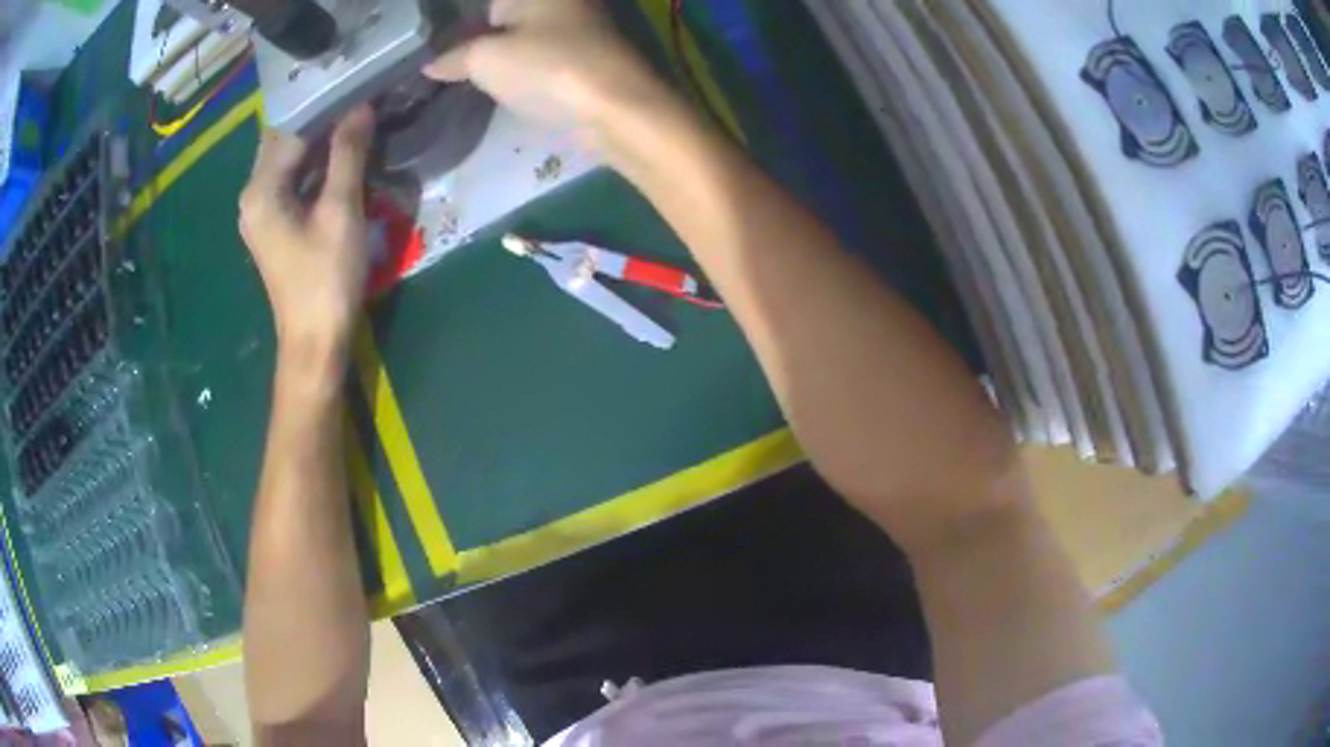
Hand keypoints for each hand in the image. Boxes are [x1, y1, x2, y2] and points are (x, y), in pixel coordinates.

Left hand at [239, 106, 375, 369]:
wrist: (314, 342)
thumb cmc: (325, 278)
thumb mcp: (340, 211)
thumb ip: (348, 154)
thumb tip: (361, 105)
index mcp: (260, 190)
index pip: (290, 128)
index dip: (324, 105)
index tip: (358, 87)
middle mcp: (253, 197)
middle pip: (284, 142)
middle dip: (320, 121)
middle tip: (360, 103)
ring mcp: (261, 214)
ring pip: (290, 162)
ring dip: (320, 143)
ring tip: (357, 124)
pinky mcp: (274, 227)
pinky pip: (293, 182)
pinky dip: (315, 167)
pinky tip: (342, 160)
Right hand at [423, 0, 667, 132]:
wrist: (617, 107)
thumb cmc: (546, 67)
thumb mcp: (485, 60)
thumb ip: (453, 58)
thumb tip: (430, 65)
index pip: (486, 3)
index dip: (459, 20)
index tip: (433, 39)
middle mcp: (560, 0)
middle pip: (508, 12)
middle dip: (477, 32)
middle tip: (442, 57)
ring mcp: (577, 23)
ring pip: (525, 29)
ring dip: (497, 46)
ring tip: (460, 68)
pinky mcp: (586, 52)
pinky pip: (540, 49)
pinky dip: (519, 60)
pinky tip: (499, 78)